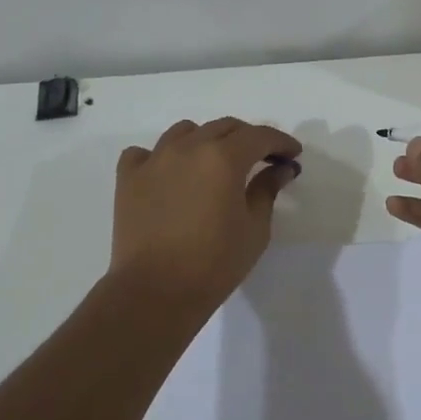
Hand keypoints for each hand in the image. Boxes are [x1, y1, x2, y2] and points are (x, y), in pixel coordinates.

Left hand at [110, 117, 302, 314]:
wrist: (155, 292)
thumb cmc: (215, 264)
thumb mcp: (255, 228)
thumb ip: (267, 190)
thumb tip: (280, 168)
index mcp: (223, 158)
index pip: (259, 136)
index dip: (281, 141)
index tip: (292, 154)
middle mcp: (188, 148)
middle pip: (224, 127)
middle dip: (248, 138)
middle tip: (261, 159)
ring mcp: (154, 160)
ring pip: (185, 132)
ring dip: (206, 140)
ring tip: (214, 164)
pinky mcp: (128, 178)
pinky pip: (144, 153)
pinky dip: (160, 157)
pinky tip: (169, 175)